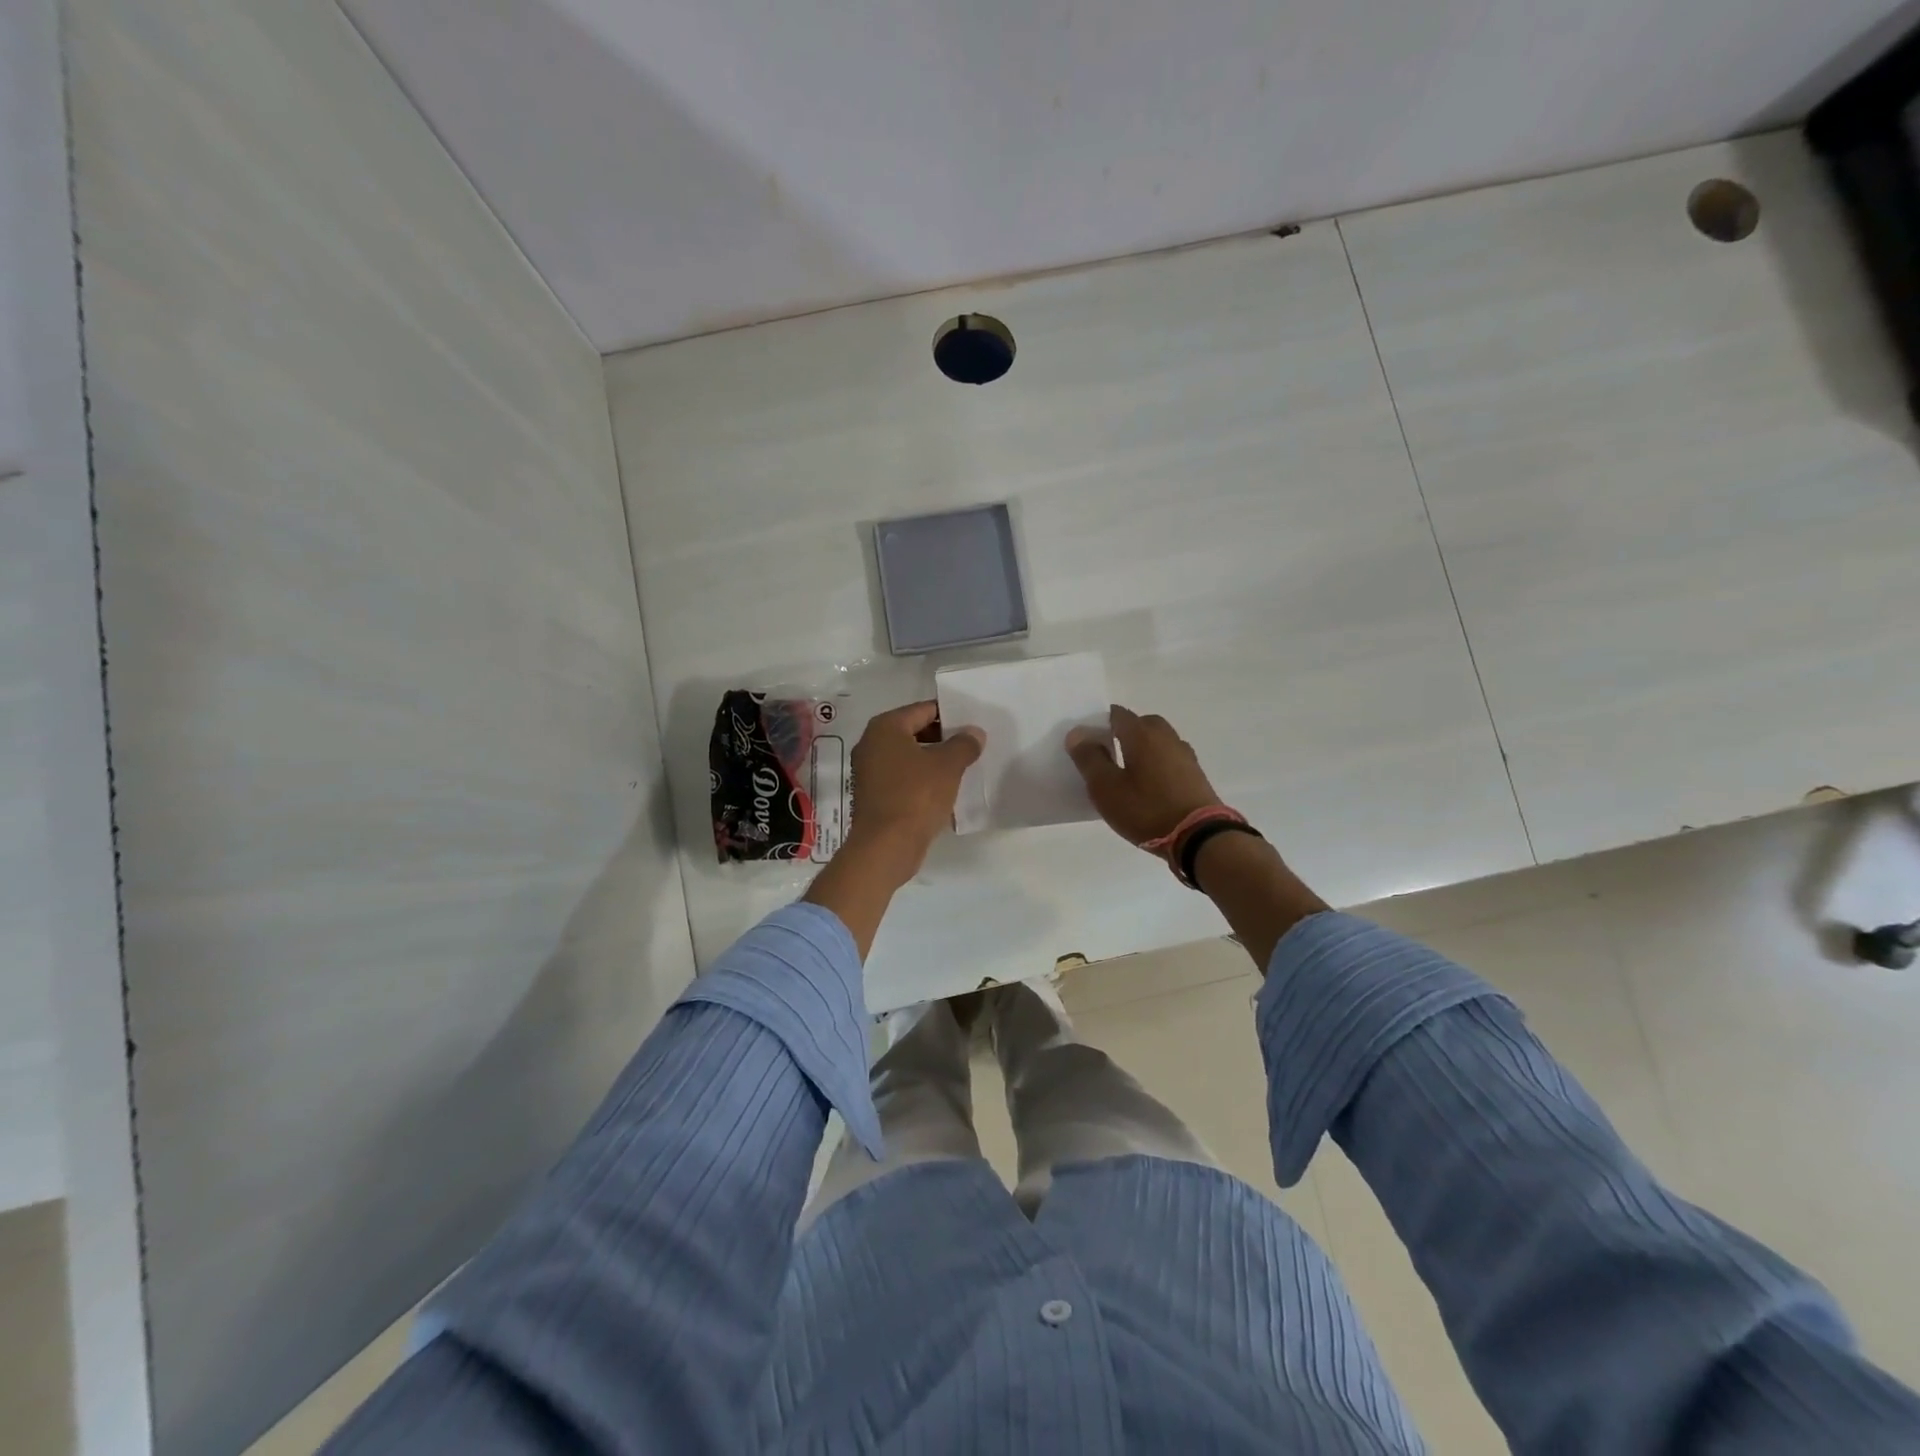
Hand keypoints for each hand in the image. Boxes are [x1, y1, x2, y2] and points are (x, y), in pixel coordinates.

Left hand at [841, 701, 983, 884]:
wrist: (886, 846)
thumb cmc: (916, 795)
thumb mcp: (948, 766)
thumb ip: (964, 744)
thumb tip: (974, 732)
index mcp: (885, 727)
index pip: (924, 710)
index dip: (951, 715)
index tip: (973, 725)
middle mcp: (871, 744)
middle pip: (915, 731)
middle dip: (943, 738)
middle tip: (972, 745)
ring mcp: (869, 771)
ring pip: (909, 757)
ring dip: (933, 760)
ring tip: (963, 767)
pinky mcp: (873, 795)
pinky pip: (903, 778)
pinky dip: (922, 779)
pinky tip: (945, 789)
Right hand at [1066, 705, 1222, 848]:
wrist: (1200, 838)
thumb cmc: (1147, 810)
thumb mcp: (1106, 788)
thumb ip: (1089, 758)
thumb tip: (1077, 733)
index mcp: (1142, 734)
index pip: (1117, 714)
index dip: (1099, 723)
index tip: (1087, 742)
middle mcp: (1166, 736)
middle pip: (1141, 724)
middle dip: (1123, 734)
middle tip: (1107, 756)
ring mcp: (1184, 754)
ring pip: (1157, 741)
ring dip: (1142, 749)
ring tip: (1127, 773)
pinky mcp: (1195, 774)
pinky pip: (1169, 758)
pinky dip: (1157, 764)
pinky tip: (1150, 786)